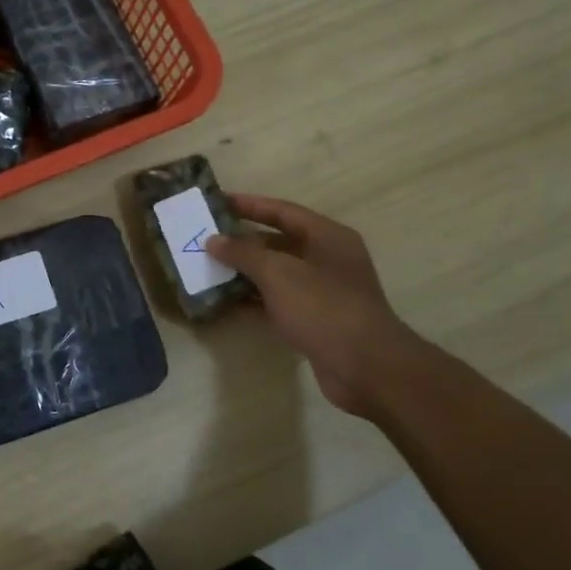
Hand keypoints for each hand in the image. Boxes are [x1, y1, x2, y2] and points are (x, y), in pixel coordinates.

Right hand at [206, 195, 426, 419]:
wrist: (365, 367)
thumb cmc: (323, 307)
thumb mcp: (278, 273)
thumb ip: (243, 253)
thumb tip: (214, 240)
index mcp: (327, 237)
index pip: (282, 211)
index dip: (249, 205)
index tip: (217, 202)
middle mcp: (327, 259)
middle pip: (278, 242)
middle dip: (242, 242)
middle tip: (205, 240)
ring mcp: (322, 292)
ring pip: (276, 274)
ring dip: (244, 273)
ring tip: (208, 270)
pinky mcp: (315, 321)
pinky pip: (277, 302)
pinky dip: (254, 300)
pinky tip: (226, 302)